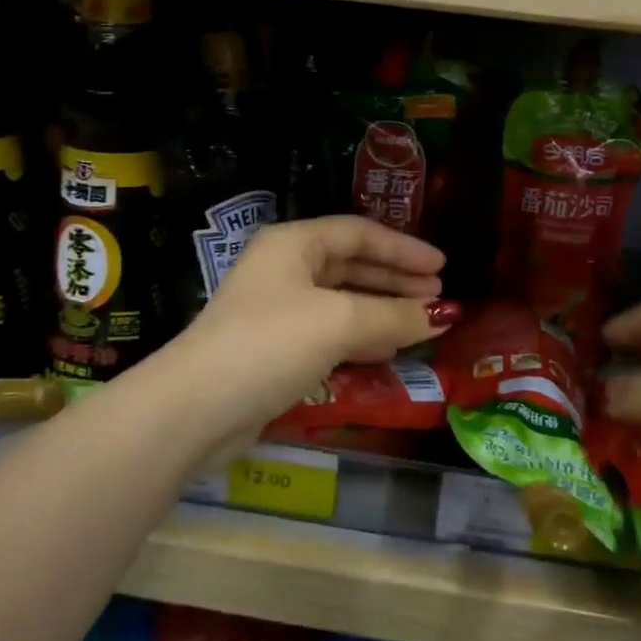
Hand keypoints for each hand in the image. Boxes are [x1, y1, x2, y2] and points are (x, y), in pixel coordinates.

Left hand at [178, 216, 454, 438]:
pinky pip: (329, 332)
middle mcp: (283, 269)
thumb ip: (393, 316)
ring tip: (422, 322)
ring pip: (341, 300)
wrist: (198, 408)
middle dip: (395, 280)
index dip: (402, 248)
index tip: (442, 267)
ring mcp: (277, 310)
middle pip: (350, 265)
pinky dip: (360, 337)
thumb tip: (443, 316)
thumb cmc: (270, 343)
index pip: (358, 233)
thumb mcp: (339, 322)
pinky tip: (386, 351)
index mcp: (293, 244)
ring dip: (381, 309)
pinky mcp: (274, 348)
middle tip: (437, 297)